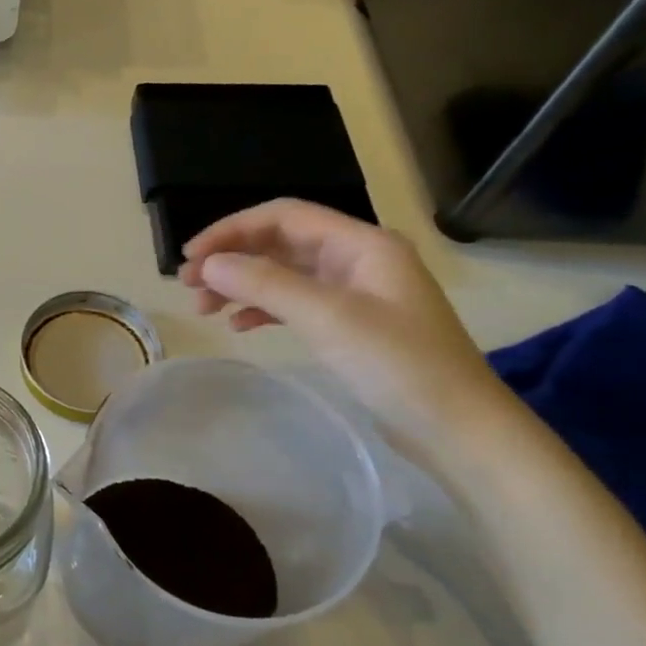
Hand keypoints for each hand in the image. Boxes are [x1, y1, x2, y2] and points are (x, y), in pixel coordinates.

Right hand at [179, 199, 514, 452]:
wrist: (457, 428)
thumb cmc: (397, 365)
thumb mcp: (327, 318)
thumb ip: (265, 285)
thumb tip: (209, 265)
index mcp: (361, 244)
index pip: (284, 217)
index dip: (232, 230)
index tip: (191, 256)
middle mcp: (358, 259)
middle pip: (281, 244)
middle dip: (232, 259)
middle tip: (188, 286)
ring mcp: (356, 294)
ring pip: (284, 275)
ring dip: (243, 285)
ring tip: (205, 309)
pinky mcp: (352, 326)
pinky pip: (296, 304)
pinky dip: (264, 309)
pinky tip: (240, 326)